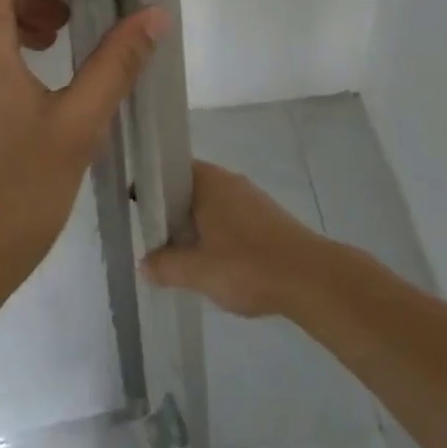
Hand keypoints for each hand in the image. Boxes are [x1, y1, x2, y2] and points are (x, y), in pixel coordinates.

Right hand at [140, 161, 324, 317]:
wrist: (308, 277)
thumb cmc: (246, 265)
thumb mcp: (198, 271)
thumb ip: (166, 265)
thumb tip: (143, 263)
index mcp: (207, 180)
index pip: (169, 171)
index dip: (151, 189)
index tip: (137, 212)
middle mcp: (227, 180)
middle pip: (189, 188)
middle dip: (171, 212)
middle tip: (156, 241)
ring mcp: (249, 197)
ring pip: (210, 204)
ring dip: (195, 225)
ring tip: (182, 256)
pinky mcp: (266, 216)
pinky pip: (229, 217)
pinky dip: (216, 233)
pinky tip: (215, 262)